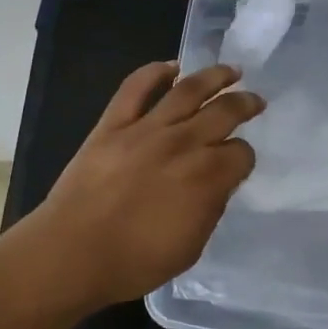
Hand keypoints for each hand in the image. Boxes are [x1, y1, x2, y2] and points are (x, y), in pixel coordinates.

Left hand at [37, 61, 262, 308]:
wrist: (72, 253)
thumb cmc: (134, 261)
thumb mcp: (191, 247)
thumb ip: (210, 207)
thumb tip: (217, 183)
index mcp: (207, 177)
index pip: (241, 153)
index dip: (244, 157)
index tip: (240, 161)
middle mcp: (183, 143)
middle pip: (224, 112)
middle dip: (245, 104)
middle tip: (255, 100)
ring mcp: (146, 128)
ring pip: (188, 89)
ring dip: (214, 76)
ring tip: (230, 71)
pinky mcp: (113, 123)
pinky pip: (136, 87)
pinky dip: (154, 71)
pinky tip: (171, 66)